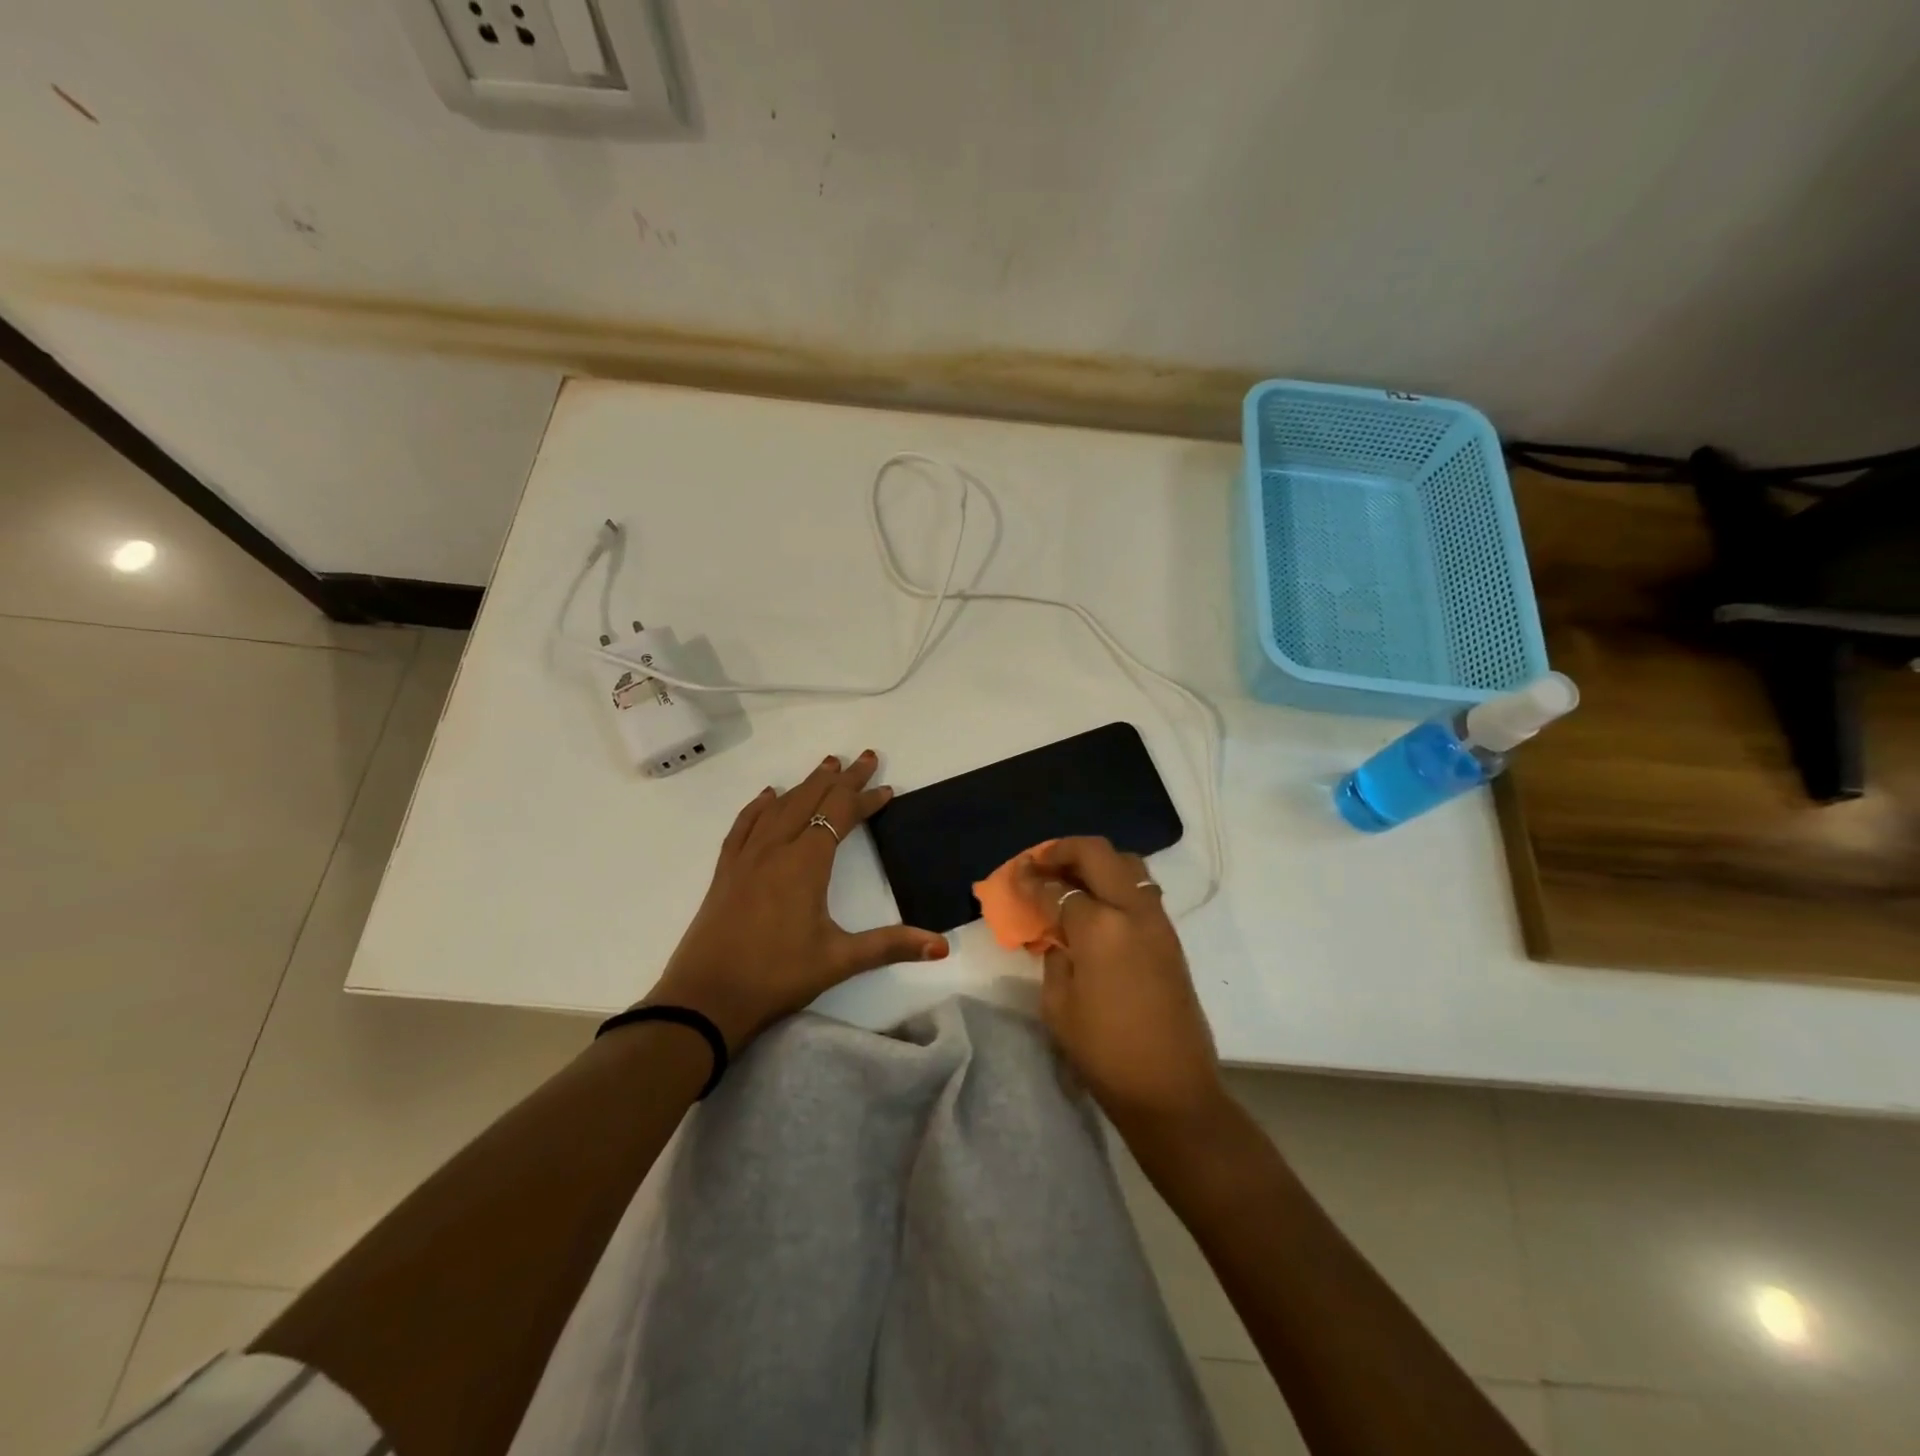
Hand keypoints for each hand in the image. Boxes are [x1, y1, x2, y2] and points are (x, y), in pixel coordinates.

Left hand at [646, 751, 947, 1051]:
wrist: (705, 999)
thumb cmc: (776, 977)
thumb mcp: (839, 960)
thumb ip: (890, 946)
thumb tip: (941, 944)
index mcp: (805, 863)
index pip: (841, 815)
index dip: (866, 799)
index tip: (887, 789)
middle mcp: (775, 849)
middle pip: (811, 799)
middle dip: (841, 778)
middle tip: (865, 757)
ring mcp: (746, 857)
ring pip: (779, 806)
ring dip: (805, 784)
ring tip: (826, 766)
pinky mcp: (726, 871)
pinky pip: (745, 824)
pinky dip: (760, 805)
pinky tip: (768, 796)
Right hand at [1017, 837, 1224, 1131]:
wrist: (1172, 1089)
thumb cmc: (1105, 1053)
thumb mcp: (1059, 1005)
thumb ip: (1054, 956)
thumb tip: (1057, 934)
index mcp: (1100, 927)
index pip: (1057, 888)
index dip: (1030, 879)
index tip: (1014, 875)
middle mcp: (1133, 911)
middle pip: (1098, 854)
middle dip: (1064, 850)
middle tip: (1041, 861)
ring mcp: (1158, 921)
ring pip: (1127, 864)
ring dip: (1095, 861)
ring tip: (1069, 877)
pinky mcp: (1170, 937)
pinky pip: (1141, 889)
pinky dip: (1115, 882)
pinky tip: (1095, 903)